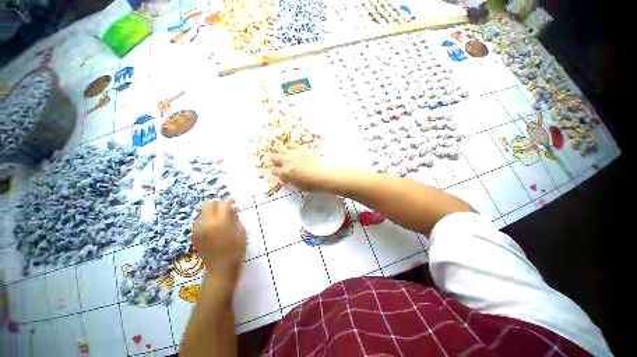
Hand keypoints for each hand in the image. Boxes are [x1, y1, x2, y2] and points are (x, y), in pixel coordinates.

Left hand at [191, 201, 245, 283]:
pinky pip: (199, 222)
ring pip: (202, 212)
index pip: (223, 203)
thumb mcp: (241, 230)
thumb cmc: (237, 248)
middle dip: (218, 204)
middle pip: (208, 204)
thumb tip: (231, 209)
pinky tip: (212, 228)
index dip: (229, 202)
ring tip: (218, 220)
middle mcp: (206, 223)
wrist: (222, 267)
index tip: (234, 204)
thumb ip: (235, 217)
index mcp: (221, 221)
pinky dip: (206, 221)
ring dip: (211, 212)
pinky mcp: (194, 235)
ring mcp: (198, 229)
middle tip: (225, 209)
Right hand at [270, 143, 333, 191]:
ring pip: (280, 149)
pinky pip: (291, 144)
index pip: (274, 170)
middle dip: (276, 161)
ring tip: (286, 156)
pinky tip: (293, 151)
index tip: (280, 172)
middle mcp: (287, 161)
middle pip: (273, 157)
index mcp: (285, 173)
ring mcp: (293, 153)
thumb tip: (285, 175)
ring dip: (282, 153)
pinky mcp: (301, 148)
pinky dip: (290, 147)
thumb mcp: (296, 185)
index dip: (276, 172)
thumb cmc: (311, 184)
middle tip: (280, 163)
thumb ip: (288, 179)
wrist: (324, 175)